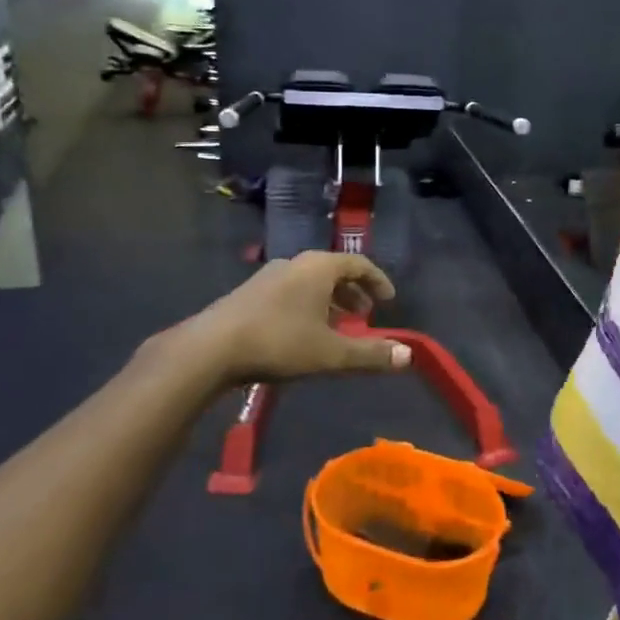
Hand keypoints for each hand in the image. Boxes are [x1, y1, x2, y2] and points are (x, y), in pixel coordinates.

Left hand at [178, 252, 410, 384]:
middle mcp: (295, 263)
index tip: (389, 301)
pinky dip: (307, 305)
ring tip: (337, 327)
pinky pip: (290, 291)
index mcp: (318, 267)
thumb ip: (370, 354)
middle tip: (365, 315)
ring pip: (310, 282)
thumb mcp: (330, 353)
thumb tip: (408, 356)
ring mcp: (269, 276)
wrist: (211, 348)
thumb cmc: (279, 342)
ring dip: (329, 301)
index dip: (378, 281)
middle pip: (333, 271)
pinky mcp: (249, 293)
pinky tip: (302, 332)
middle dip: (353, 293)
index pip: (359, 264)